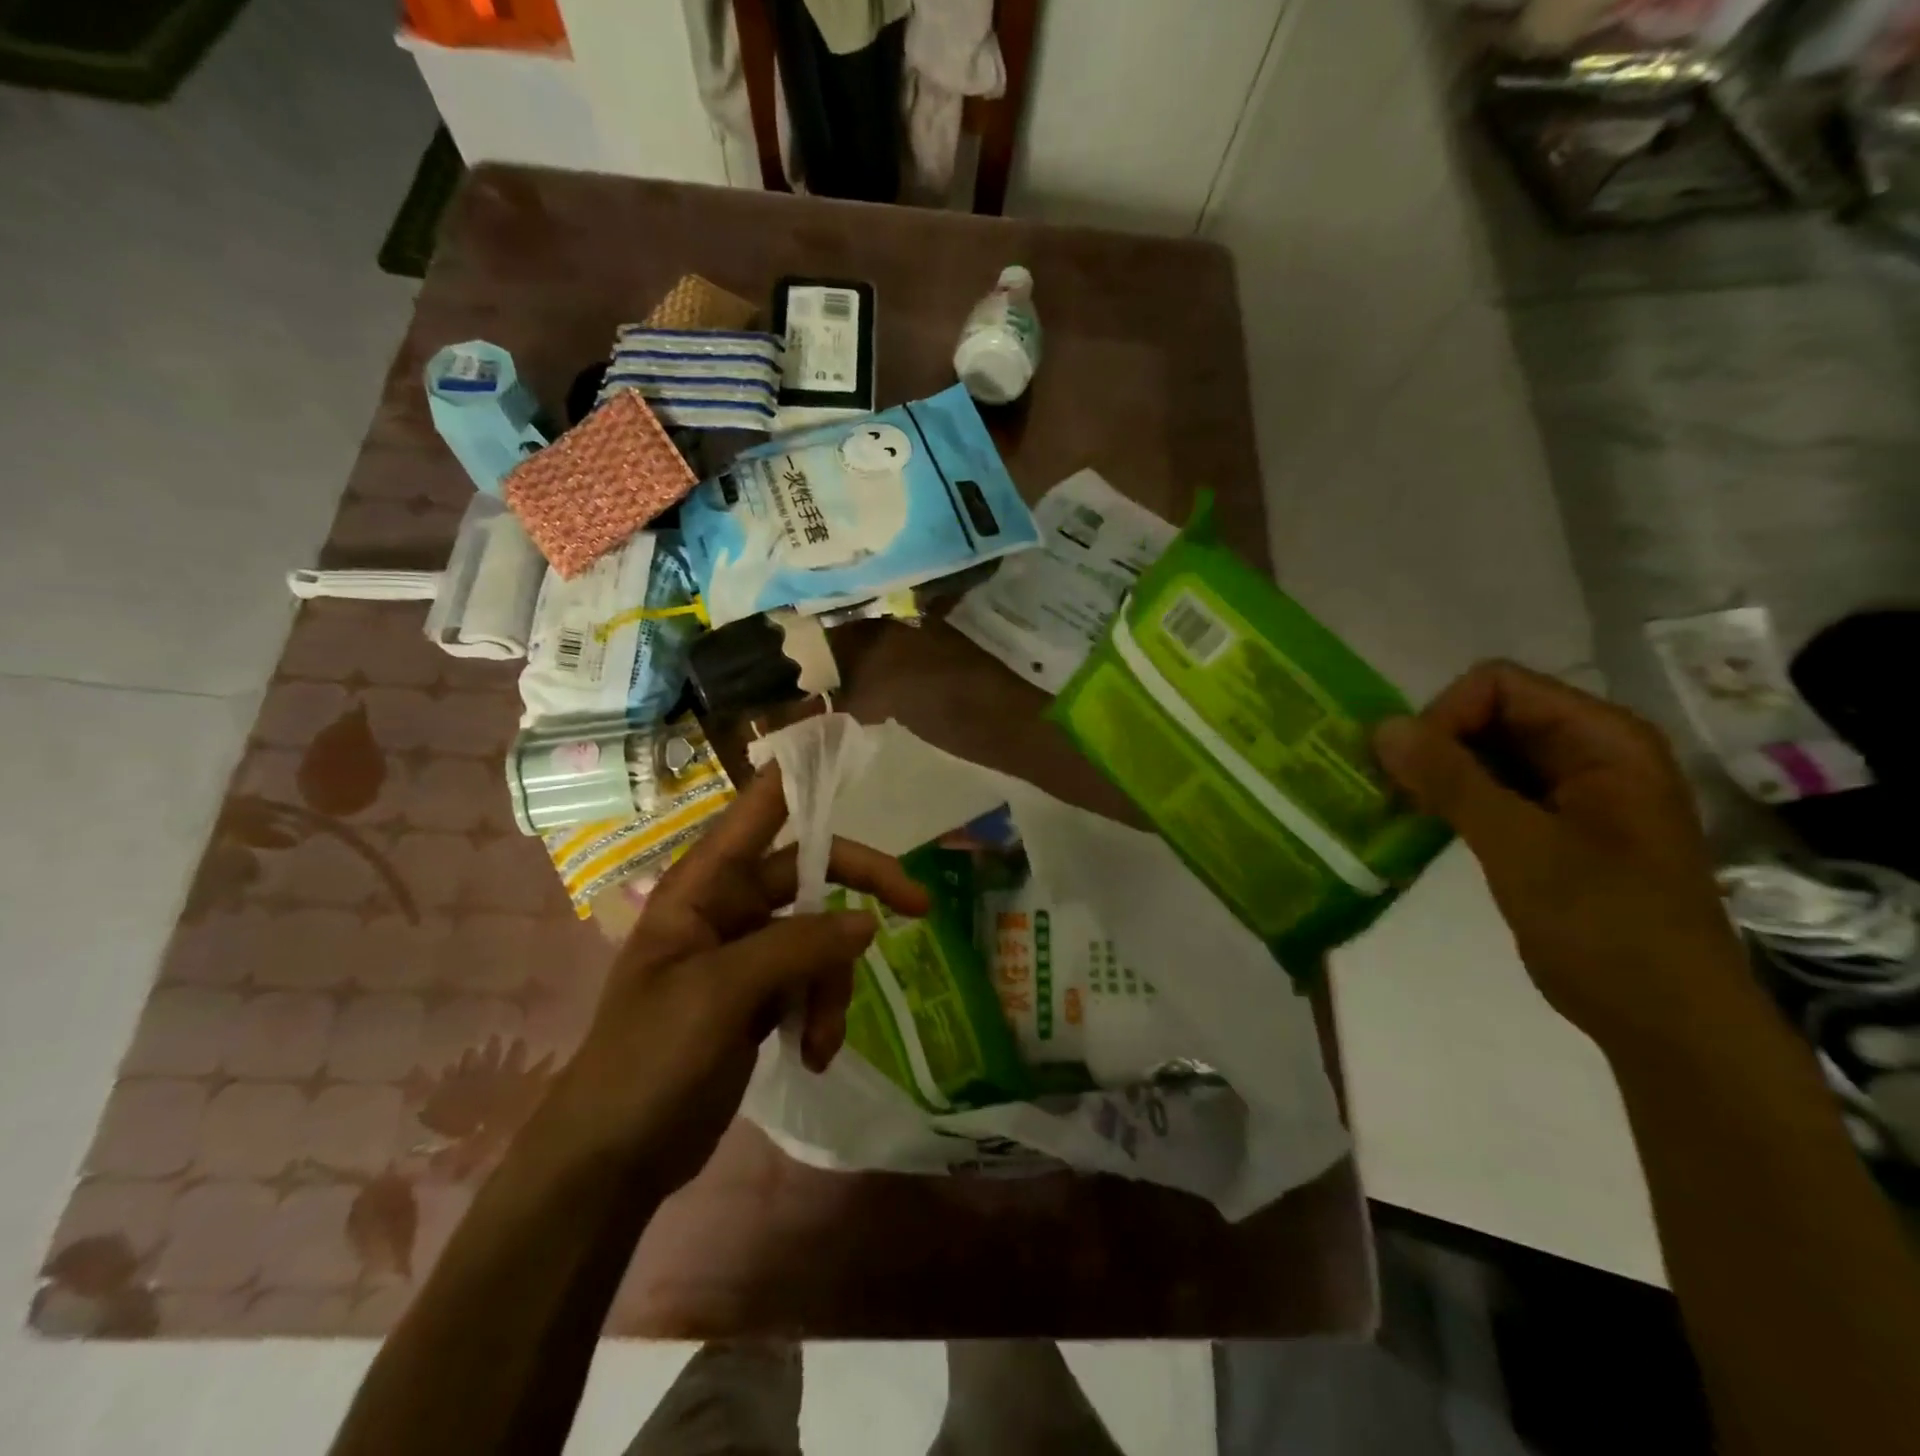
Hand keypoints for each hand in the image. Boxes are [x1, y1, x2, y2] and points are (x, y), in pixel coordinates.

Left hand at [552, 765, 929, 1191]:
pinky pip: (812, 982)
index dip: (798, 775)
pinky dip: (823, 1014)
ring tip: (820, 1041)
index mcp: (703, 886)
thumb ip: (797, 947)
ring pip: (821, 939)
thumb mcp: (720, 993)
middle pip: (812, 875)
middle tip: (918, 907)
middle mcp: (728, 908)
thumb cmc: (648, 1058)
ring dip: (833, 986)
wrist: (612, 1158)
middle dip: (860, 894)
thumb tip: (868, 921)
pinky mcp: (760, 997)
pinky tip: (815, 1055)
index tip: (847, 748)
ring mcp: (746, 954)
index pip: (756, 811)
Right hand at [1372, 661, 1753, 1058]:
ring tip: (1398, 808)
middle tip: (1394, 791)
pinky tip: (1418, 824)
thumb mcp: (1522, 847)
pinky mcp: (1550, 826)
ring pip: (1482, 752)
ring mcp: (1571, 791)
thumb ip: (1452, 781)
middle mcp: (1589, 752)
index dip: (1446, 716)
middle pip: (1487, 713)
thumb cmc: (1607, 927)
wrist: (1666, 1021)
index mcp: (1603, 740)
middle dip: (1434, 744)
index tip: (1413, 771)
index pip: (1498, 686)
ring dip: (1435, 773)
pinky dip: (1448, 799)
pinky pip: (1488, 790)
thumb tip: (1381, 727)